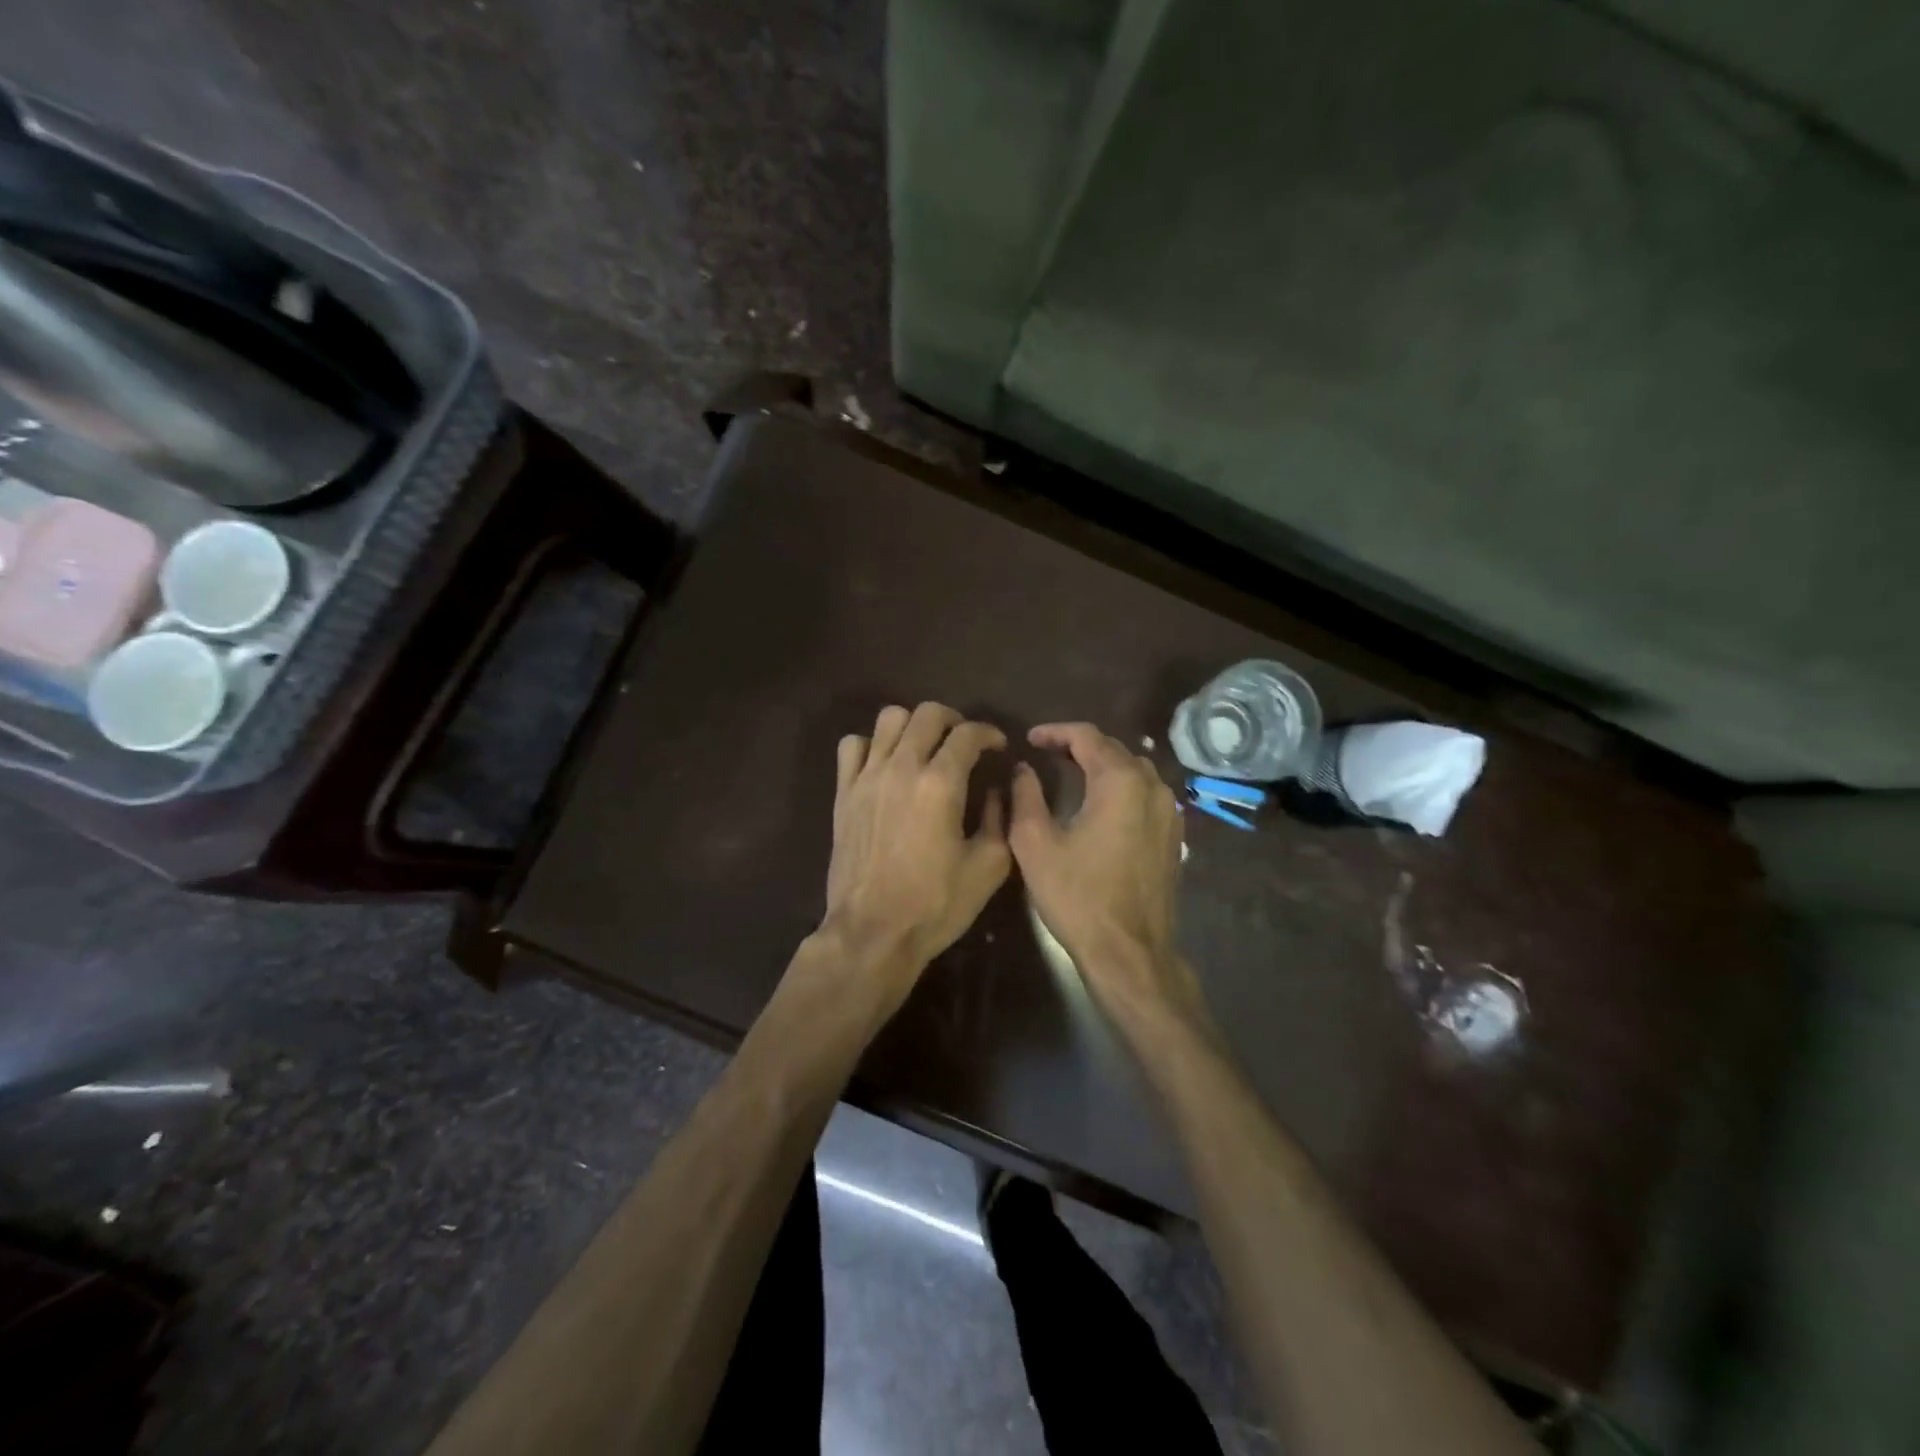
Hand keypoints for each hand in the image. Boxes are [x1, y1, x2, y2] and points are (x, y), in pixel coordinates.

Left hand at [820, 703, 1011, 993]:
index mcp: (941, 783)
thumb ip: (1002, 819)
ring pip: (888, 719)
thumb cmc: (936, 904)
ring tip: (924, 749)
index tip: (998, 748)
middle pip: (928, 713)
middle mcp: (902, 767)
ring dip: (913, 726)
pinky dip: (871, 745)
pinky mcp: (843, 793)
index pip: (968, 734)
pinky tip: (884, 765)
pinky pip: (852, 746)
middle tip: (964, 743)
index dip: (990, 734)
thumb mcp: (989, 867)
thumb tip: (998, 790)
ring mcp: (867, 777)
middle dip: (954, 721)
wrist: (873, 932)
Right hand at [1010, 723, 1208, 1036]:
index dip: (1055, 731)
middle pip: (1115, 749)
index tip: (1030, 739)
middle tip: (1046, 753)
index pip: (1087, 736)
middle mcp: (1152, 787)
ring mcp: (1169, 812)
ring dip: (1103, 764)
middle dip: (1079, 745)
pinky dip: (1122, 787)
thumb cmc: (1078, 896)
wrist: (1129, 951)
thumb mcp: (1035, 844)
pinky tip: (1102, 803)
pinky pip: (1146, 794)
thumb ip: (1025, 796)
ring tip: (1072, 772)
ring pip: (1135, 770)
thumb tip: (1023, 769)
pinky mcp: (1174, 836)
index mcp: (1120, 781)